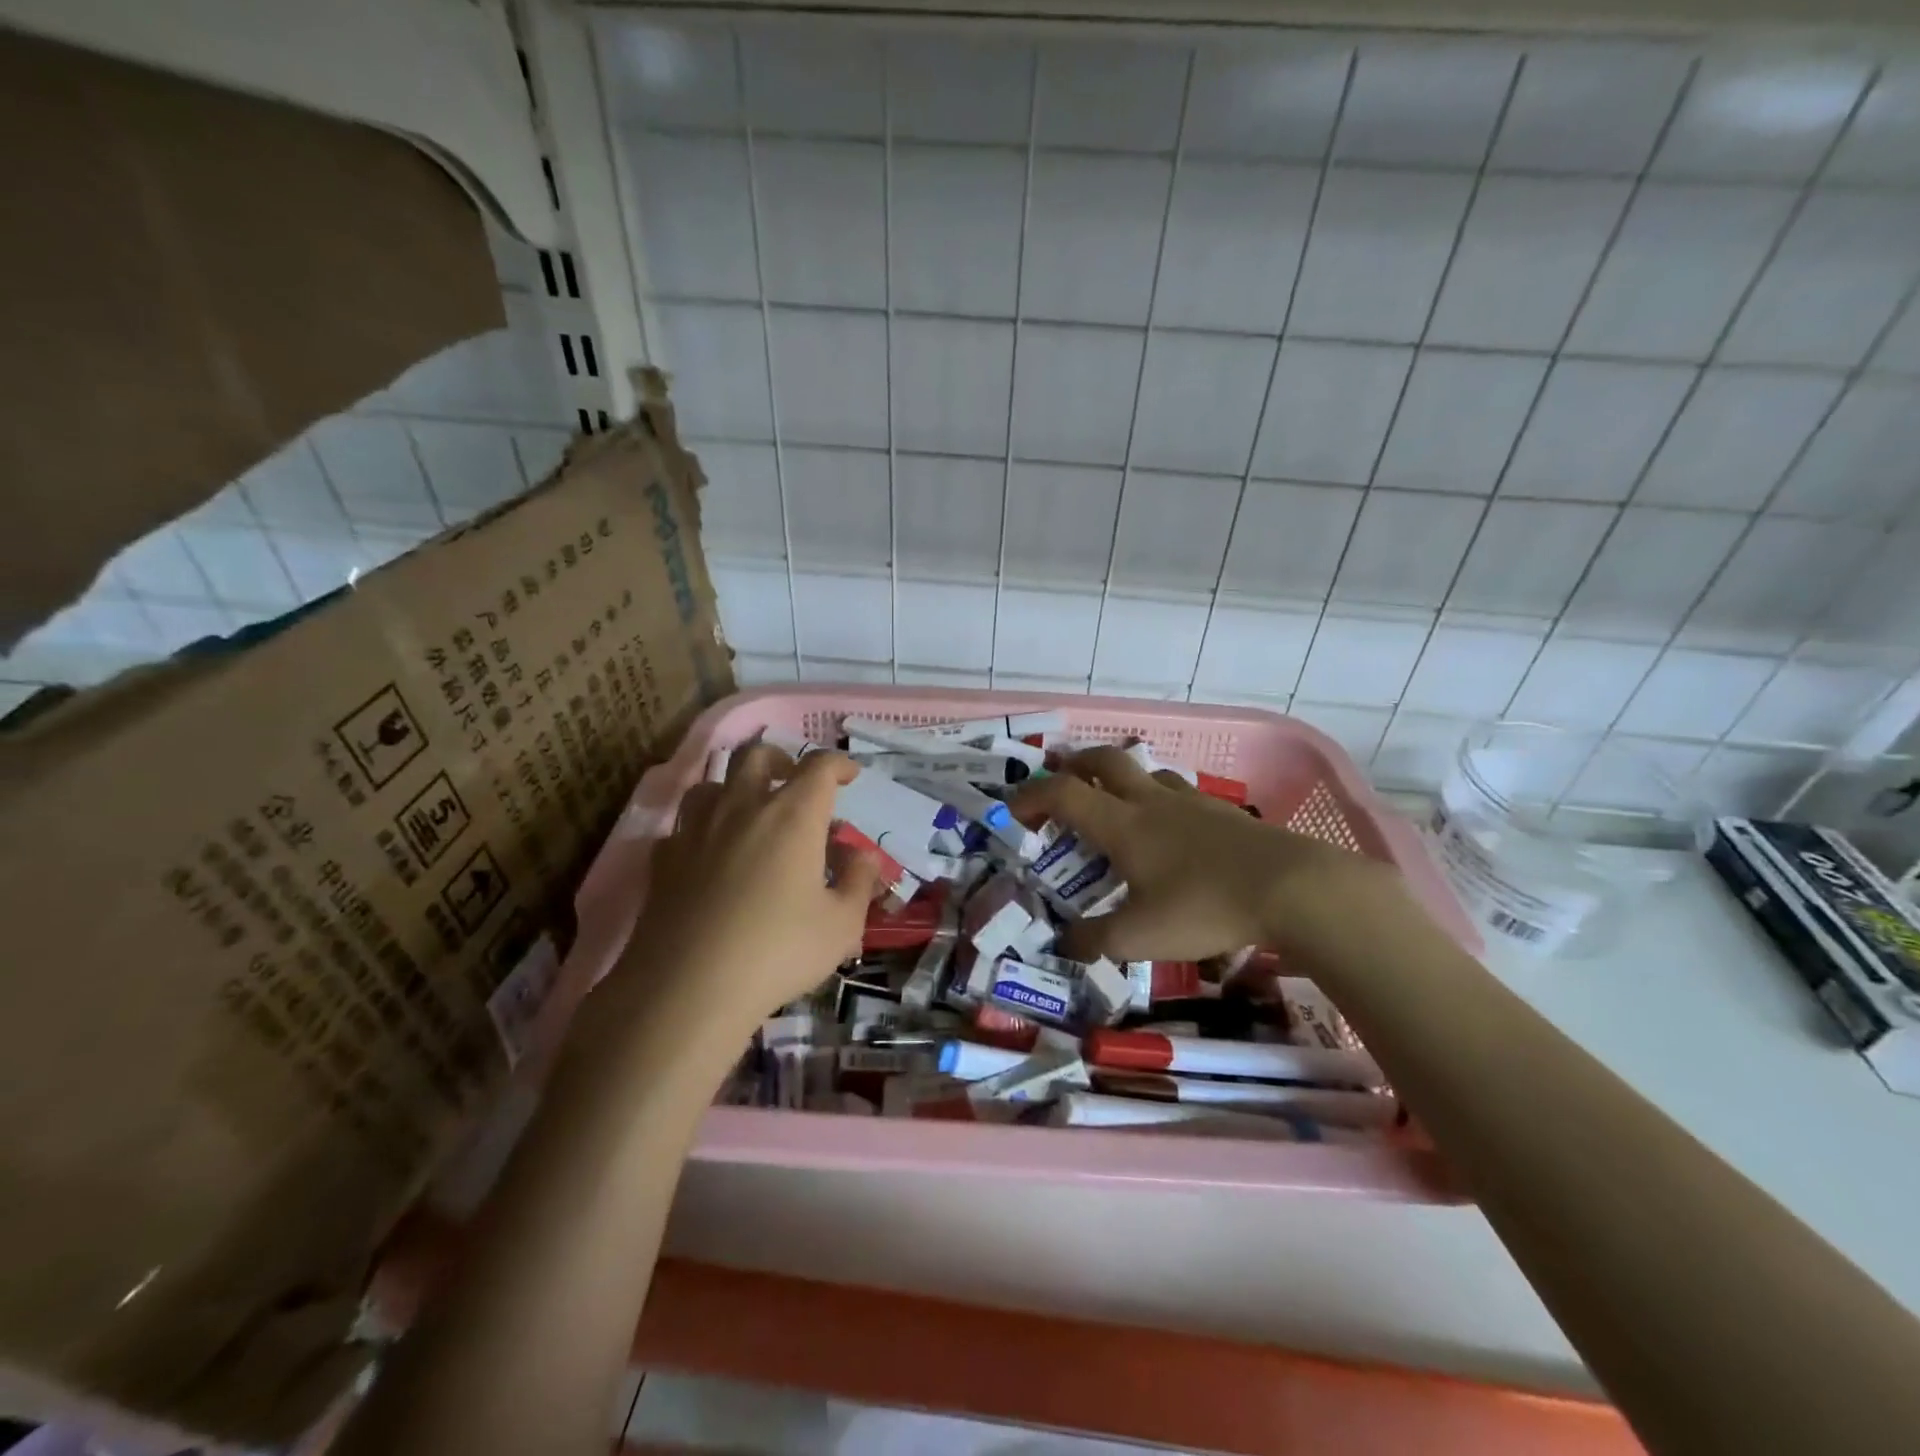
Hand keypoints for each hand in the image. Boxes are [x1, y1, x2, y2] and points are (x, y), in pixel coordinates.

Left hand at [629, 745, 881, 1030]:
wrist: (688, 988)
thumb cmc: (778, 951)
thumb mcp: (842, 924)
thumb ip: (858, 882)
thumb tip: (863, 855)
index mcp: (792, 816)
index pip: (818, 767)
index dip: (838, 764)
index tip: (849, 775)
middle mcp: (742, 808)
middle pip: (756, 755)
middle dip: (780, 759)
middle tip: (793, 779)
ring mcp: (696, 830)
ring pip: (711, 783)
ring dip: (734, 787)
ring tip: (748, 811)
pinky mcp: (663, 860)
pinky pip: (682, 827)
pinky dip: (701, 830)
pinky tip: (708, 854)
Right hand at [1010, 746, 1397, 963]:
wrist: (1292, 889)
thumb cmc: (1204, 908)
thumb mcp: (1139, 937)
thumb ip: (1094, 940)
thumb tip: (1062, 944)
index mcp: (1122, 825)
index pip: (1063, 794)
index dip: (1032, 796)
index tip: (1014, 810)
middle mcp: (1152, 802)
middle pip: (1106, 761)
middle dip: (1076, 764)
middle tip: (1062, 777)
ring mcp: (1193, 803)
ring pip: (1149, 773)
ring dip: (1124, 779)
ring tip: (1119, 803)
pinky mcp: (1226, 814)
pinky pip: (1183, 794)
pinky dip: (1164, 800)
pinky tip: (1176, 830)